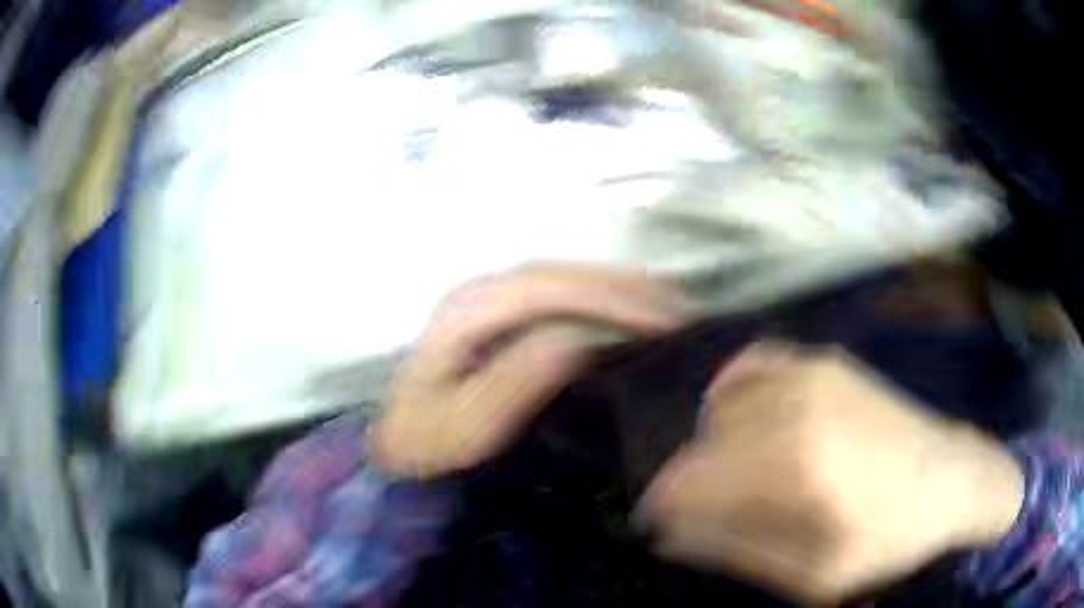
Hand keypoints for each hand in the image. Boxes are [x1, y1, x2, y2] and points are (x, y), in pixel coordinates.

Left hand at [371, 264, 687, 478]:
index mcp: (464, 313)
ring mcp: (489, 300)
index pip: (543, 289)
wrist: (408, 451)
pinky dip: (601, 301)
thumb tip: (577, 340)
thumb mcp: (468, 428)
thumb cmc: (434, 446)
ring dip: (616, 290)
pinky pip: (559, 296)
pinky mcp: (501, 316)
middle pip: (558, 275)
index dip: (606, 298)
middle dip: (620, 287)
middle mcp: (477, 293)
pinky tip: (630, 316)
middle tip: (678, 311)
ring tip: (667, 310)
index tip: (661, 321)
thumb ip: (516, 381)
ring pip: (562, 279)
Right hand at [638, 342, 1023, 604]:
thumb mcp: (813, 576)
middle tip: (707, 516)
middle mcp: (795, 406)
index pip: (688, 482)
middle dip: (692, 486)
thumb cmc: (888, 541)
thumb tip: (672, 534)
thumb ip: (738, 550)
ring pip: (722, 407)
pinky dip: (733, 391)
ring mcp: (811, 373)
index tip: (661, 530)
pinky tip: (740, 416)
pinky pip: (753, 365)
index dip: (663, 510)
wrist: (953, 482)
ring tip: (733, 478)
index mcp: (794, 467)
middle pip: (702, 445)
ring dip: (713, 446)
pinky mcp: (825, 361)